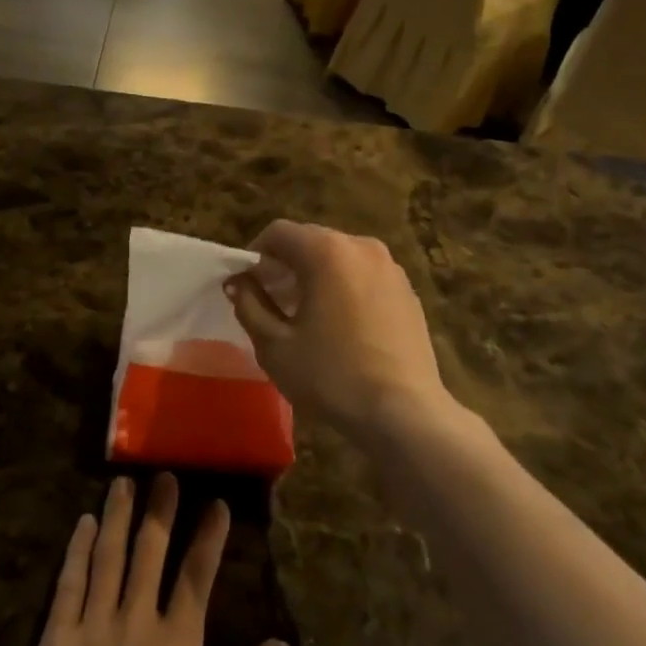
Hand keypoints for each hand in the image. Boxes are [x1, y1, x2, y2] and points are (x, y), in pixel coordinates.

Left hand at [17, 474, 289, 645]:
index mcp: (179, 645)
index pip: (197, 575)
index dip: (209, 537)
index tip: (216, 503)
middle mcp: (137, 623)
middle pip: (150, 552)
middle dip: (160, 510)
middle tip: (164, 475)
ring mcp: (93, 629)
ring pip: (108, 558)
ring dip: (118, 517)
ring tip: (123, 483)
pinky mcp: (55, 644)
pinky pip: (68, 586)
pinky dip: (76, 552)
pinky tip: (82, 525)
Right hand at [225, 220, 449, 433]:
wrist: (404, 412)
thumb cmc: (331, 376)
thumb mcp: (275, 345)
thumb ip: (249, 305)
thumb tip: (238, 282)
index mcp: (326, 251)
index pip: (279, 233)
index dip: (255, 255)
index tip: (246, 285)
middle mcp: (361, 246)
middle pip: (311, 241)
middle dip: (286, 264)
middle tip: (271, 300)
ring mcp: (390, 268)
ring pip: (340, 258)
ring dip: (316, 275)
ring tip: (305, 314)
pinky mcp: (407, 291)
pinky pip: (364, 276)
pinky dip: (344, 287)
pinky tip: (340, 325)